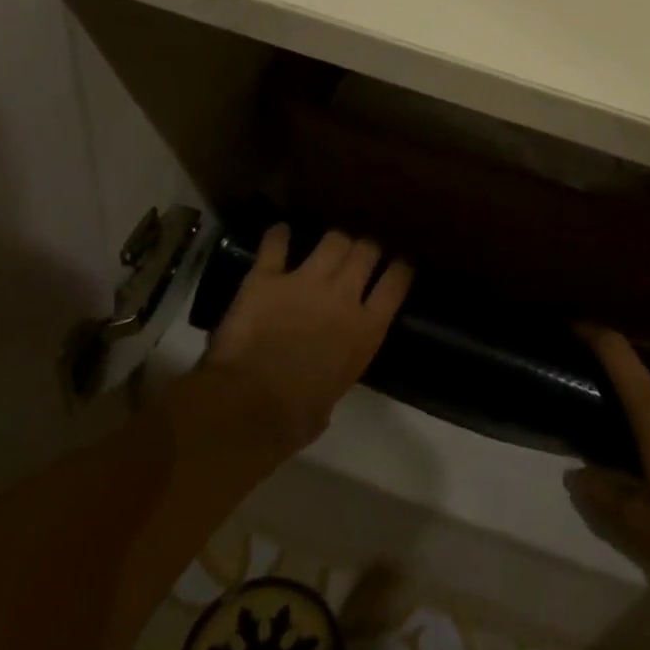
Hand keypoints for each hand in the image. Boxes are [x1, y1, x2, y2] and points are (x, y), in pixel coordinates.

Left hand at [201, 225, 411, 454]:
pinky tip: (280, 232)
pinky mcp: (266, 278)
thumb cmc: (294, 417)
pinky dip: (278, 236)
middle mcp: (342, 296)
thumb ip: (338, 371)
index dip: (401, 267)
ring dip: (334, 239)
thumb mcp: (334, 396)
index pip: (396, 282)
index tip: (401, 262)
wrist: (247, 407)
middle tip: (362, 250)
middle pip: (367, 250)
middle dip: (367, 246)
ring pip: (333, 239)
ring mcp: (304, 281)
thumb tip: (326, 379)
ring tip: (330, 243)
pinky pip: (275, 244)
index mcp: (366, 330)